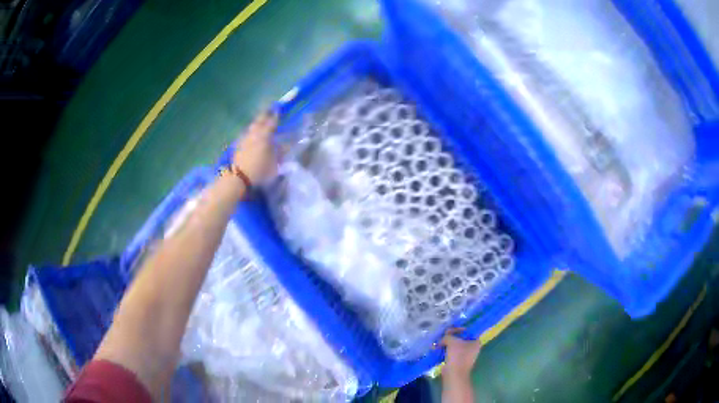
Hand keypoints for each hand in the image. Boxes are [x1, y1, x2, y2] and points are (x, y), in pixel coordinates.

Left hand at [232, 111, 278, 184]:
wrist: (239, 178)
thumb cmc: (260, 170)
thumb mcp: (275, 163)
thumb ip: (280, 152)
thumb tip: (284, 145)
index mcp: (265, 136)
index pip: (272, 122)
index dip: (276, 115)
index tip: (279, 109)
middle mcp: (254, 133)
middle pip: (259, 120)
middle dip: (265, 114)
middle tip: (269, 109)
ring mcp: (244, 138)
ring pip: (252, 126)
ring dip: (257, 122)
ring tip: (260, 122)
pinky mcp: (238, 145)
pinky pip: (246, 133)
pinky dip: (250, 131)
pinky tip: (251, 134)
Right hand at [440, 328, 481, 378]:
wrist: (454, 374)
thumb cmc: (457, 356)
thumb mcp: (452, 341)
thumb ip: (448, 336)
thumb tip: (443, 338)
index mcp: (475, 342)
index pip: (467, 331)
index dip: (458, 329)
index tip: (449, 330)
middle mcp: (472, 348)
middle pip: (460, 339)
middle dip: (450, 338)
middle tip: (442, 337)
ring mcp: (465, 355)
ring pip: (455, 346)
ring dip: (446, 344)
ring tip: (437, 344)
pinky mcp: (458, 361)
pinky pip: (451, 353)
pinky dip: (445, 351)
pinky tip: (437, 350)